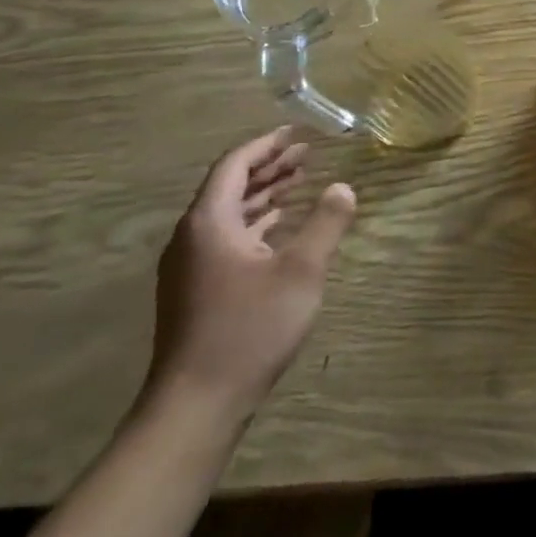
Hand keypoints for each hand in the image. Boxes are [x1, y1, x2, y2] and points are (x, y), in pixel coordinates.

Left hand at [148, 127, 357, 425]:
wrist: (196, 403)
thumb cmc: (250, 328)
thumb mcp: (301, 271)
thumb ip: (326, 224)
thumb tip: (344, 187)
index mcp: (209, 223)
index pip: (234, 166)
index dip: (266, 145)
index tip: (296, 132)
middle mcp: (192, 238)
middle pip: (230, 187)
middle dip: (269, 167)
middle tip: (307, 154)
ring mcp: (190, 266)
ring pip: (229, 214)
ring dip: (264, 194)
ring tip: (300, 181)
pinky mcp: (196, 290)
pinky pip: (227, 237)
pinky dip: (256, 222)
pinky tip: (279, 226)